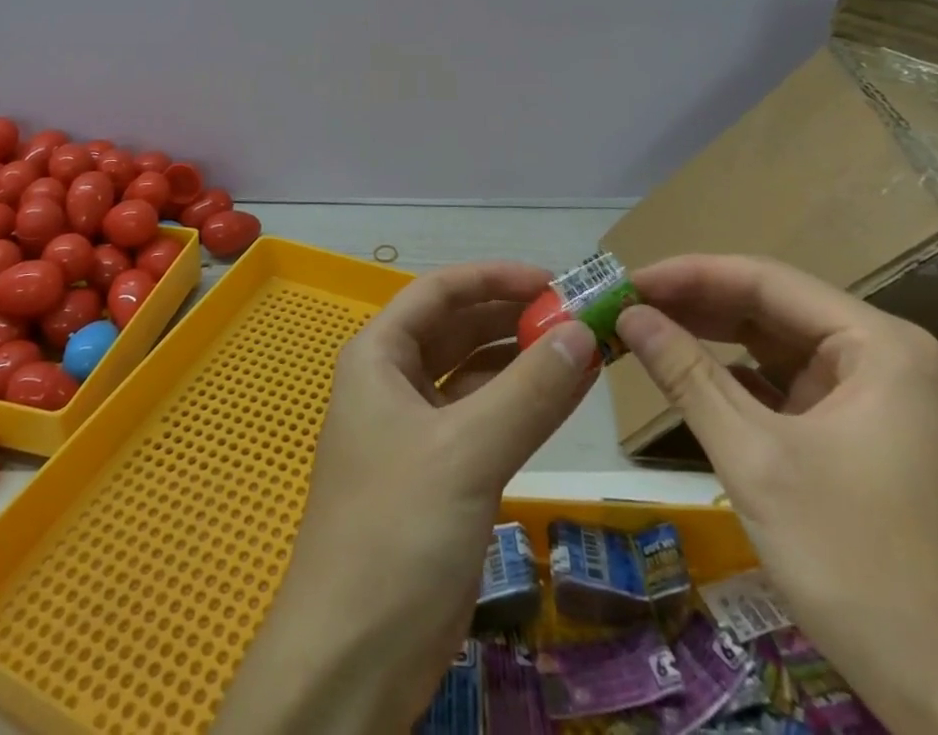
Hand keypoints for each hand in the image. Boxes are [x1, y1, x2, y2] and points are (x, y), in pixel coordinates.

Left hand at [214, 262, 595, 734]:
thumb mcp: (467, 452)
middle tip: (579, 316)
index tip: (554, 281)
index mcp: (379, 356)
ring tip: (584, 350)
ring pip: (475, 375)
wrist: (353, 659)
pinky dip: (522, 405)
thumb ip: (528, 391)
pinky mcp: (440, 474)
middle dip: (513, 317)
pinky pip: (485, 419)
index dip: (494, 278)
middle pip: (458, 328)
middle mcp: (394, 381)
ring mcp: (416, 429)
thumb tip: (582, 332)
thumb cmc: (397, 532)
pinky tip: (566, 397)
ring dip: (523, 361)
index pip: (440, 291)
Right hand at [617, 256, 937, 734]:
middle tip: (623, 307)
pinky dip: (734, 380)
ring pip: (773, 346)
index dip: (687, 274)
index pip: (764, 280)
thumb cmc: (861, 567)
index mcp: (877, 345)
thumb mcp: (757, 461)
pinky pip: (784, 387)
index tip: (623, 282)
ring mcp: (874, 400)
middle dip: (694, 306)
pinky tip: (688, 378)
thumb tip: (627, 314)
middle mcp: (881, 358)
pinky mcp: (860, 439)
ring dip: (709, 340)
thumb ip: (687, 376)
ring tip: (642, 332)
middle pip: (769, 308)